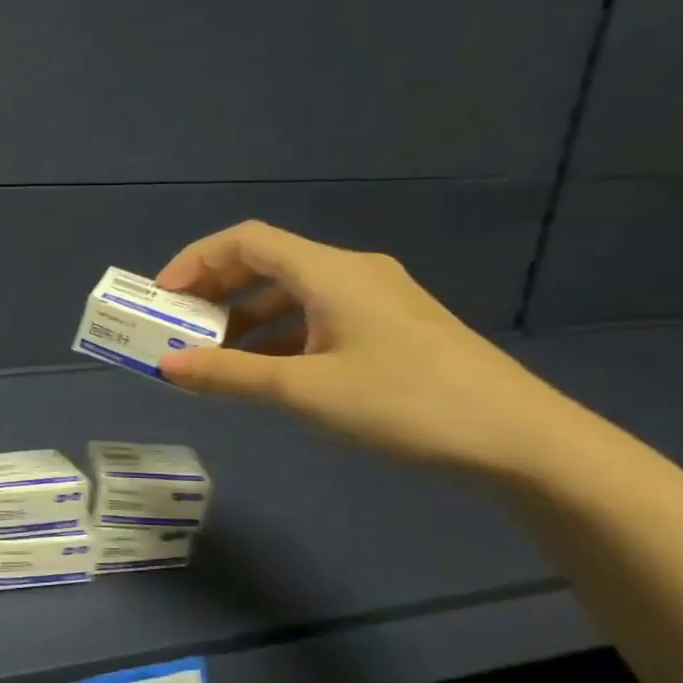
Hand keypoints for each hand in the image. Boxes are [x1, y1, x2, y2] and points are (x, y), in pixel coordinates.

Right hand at [154, 221, 577, 474]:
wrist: (520, 440)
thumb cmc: (404, 403)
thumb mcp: (304, 391)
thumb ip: (229, 375)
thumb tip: (165, 366)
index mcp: (330, 272)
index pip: (247, 241)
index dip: (196, 262)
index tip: (162, 299)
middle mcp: (351, 273)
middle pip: (266, 263)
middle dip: (214, 292)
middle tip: (178, 327)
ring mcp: (376, 300)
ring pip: (291, 294)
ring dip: (245, 318)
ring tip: (212, 356)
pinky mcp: (391, 328)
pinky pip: (316, 318)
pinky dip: (278, 336)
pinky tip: (265, 371)